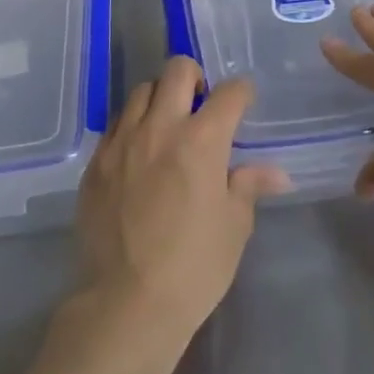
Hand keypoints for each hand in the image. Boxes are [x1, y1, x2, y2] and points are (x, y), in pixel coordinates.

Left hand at [74, 57, 290, 347]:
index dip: (242, 93)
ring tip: (167, 126)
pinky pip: (116, 124)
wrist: (126, 303)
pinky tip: (139, 152)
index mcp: (202, 140)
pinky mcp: (96, 161)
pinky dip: (132, 125)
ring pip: (141, 91)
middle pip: (177, 70)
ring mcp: (122, 142)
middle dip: (196, 78)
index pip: (230, 93)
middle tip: (201, 106)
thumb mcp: (234, 227)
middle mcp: (160, 127)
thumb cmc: (194, 266)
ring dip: (160, 98)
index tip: (243, 103)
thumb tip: (277, 173)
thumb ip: (249, 186)